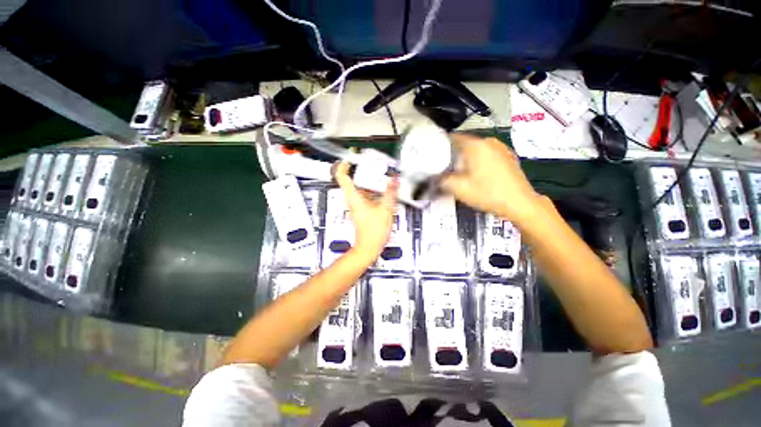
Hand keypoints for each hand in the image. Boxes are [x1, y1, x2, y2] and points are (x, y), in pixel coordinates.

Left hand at [335, 160, 398, 263]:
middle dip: (363, 172)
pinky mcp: (362, 211)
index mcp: (354, 197)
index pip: (342, 177)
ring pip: (361, 189)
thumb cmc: (373, 231)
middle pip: (353, 181)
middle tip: (374, 166)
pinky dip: (373, 192)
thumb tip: (394, 179)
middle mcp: (353, 200)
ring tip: (383, 178)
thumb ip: (390, 193)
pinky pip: (365, 197)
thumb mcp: (386, 209)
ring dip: (370, 183)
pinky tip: (384, 193)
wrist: (369, 247)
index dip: (344, 165)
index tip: (351, 158)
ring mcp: (357, 206)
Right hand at [441, 134, 544, 225]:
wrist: (519, 203)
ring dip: (466, 158)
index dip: (441, 145)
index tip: (434, 154)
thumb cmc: (489, 194)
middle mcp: (489, 142)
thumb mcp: (458, 188)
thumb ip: (442, 180)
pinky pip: (487, 154)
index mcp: (476, 146)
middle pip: (464, 143)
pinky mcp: (507, 156)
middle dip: (453, 154)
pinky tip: (477, 175)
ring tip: (460, 172)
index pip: (453, 137)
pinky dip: (478, 161)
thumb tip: (434, 177)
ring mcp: (501, 148)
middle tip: (445, 167)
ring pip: (476, 149)